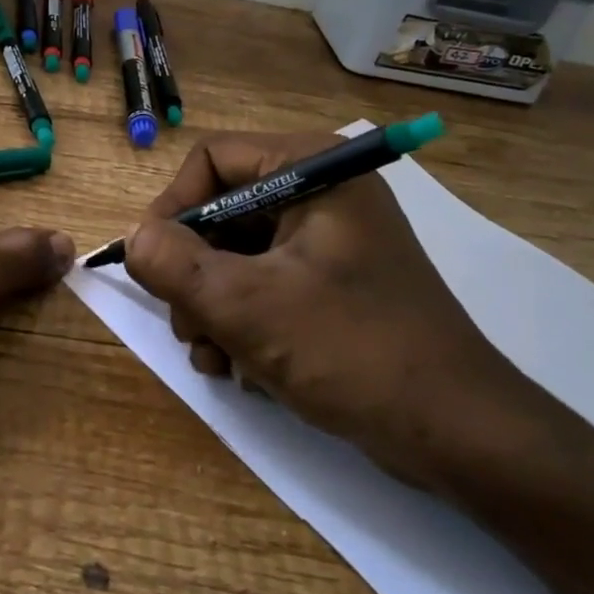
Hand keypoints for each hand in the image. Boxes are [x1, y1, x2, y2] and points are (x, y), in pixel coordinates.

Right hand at [122, 132, 550, 492]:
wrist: (460, 435)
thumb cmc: (355, 352)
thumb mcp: (248, 307)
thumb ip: (174, 265)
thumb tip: (133, 239)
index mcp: (313, 170)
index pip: (212, 158)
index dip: (173, 206)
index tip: (153, 262)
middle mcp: (322, 193)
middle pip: (221, 209)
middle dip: (192, 271)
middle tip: (186, 326)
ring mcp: (329, 241)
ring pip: (236, 253)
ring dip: (211, 305)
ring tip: (212, 357)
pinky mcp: (333, 284)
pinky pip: (264, 283)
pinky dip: (241, 320)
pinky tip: (238, 368)